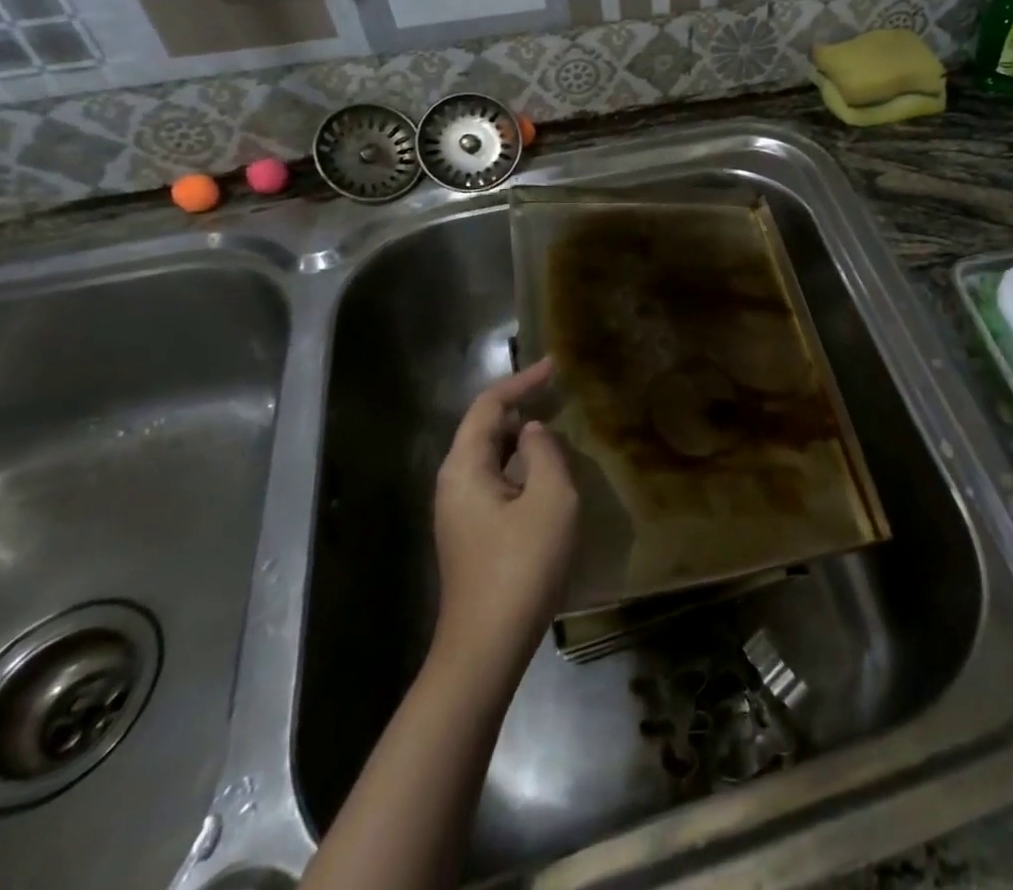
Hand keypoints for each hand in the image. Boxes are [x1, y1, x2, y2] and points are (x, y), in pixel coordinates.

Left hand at [432, 358, 578, 671]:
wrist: (486, 647)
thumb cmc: (521, 566)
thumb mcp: (549, 499)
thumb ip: (544, 453)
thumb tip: (533, 432)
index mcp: (464, 468)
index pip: (489, 406)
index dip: (522, 382)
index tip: (554, 365)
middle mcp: (453, 483)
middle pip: (484, 429)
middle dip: (520, 406)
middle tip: (559, 393)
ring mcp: (459, 511)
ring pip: (490, 457)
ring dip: (521, 438)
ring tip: (557, 427)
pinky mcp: (471, 534)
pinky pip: (496, 481)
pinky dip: (520, 465)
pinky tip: (546, 474)